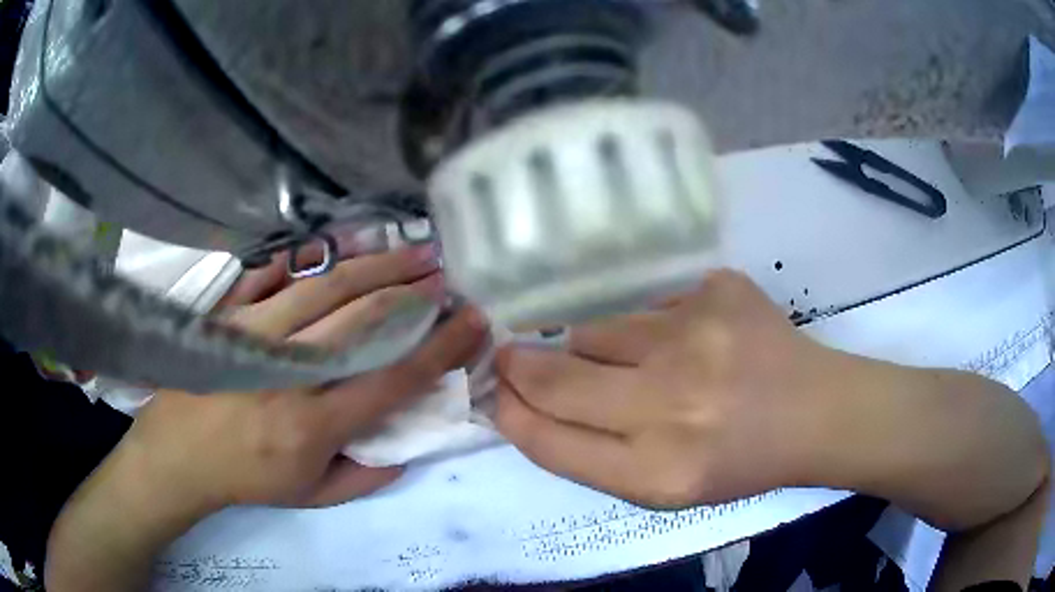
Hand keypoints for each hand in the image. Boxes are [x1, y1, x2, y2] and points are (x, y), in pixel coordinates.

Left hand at [46, 245, 486, 591]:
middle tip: (445, 274)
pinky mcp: (232, 316)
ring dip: (376, 266)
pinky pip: (277, 276)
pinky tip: (345, 245)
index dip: (438, 348)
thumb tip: (405, 446)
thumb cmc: (246, 478)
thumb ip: (365, 475)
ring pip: (326, 288)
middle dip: (412, 293)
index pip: (391, 378)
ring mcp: (256, 335)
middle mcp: (289, 373)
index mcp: (314, 424)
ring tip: (410, 249)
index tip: (471, 323)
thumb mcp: (312, 496)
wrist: (177, 454)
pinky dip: (316, 258)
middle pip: (362, 320)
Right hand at [495, 270, 837, 507]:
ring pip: (597, 330)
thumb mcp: (660, 487)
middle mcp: (671, 404)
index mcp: (656, 472)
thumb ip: (588, 453)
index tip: (495, 391)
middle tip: (513, 354)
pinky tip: (692, 342)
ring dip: (597, 348)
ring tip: (645, 363)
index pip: (547, 439)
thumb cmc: (736, 461)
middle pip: (556, 376)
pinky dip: (652, 326)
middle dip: (521, 365)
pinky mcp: (718, 291)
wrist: (814, 413)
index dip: (510, 411)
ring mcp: (697, 337)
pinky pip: (648, 305)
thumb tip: (523, 403)